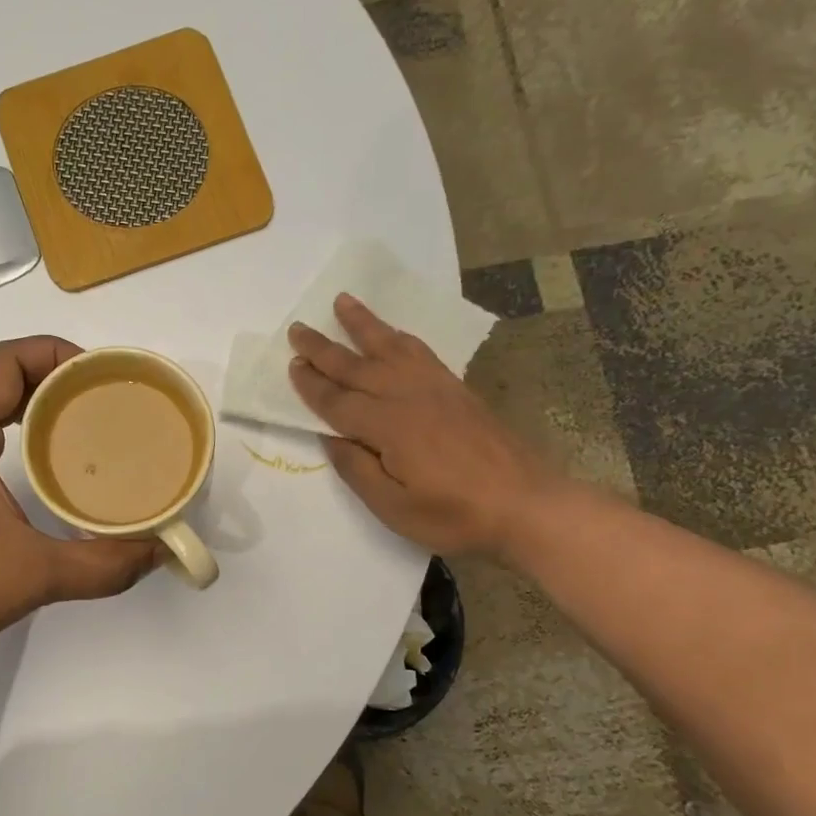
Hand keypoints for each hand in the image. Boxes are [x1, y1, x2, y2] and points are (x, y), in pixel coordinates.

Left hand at [0, 336, 159, 662]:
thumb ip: (104, 564)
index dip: (52, 354)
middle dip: (43, 375)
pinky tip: (30, 465)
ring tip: (68, 423)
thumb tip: (157, 552)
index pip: (3, 361)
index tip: (96, 377)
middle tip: (91, 399)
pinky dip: (3, 430)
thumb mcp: (37, 574)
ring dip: (20, 401)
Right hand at [287, 294, 561, 557]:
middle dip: (323, 348)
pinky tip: (391, 333)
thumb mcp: (393, 507)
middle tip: (297, 328)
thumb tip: (330, 437)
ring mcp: (435, 388)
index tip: (291, 365)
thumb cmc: (453, 514)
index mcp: (387, 427)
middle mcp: (407, 396)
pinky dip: (399, 337)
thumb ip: (356, 469)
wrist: (525, 504)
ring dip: (363, 324)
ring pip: (389, 347)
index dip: (311, 385)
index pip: (337, 401)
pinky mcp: (456, 389)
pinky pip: (420, 352)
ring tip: (342, 301)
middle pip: (356, 366)